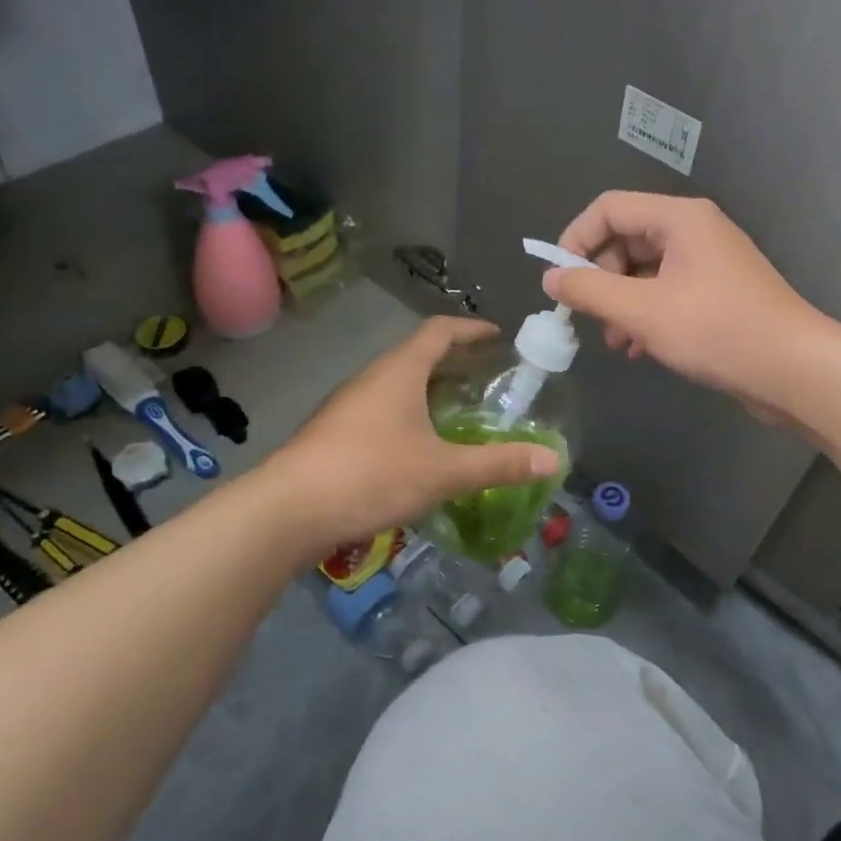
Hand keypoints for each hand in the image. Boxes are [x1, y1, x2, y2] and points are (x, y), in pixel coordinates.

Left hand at [267, 316, 560, 550]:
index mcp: (399, 371)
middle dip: (454, 362)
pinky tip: (419, 447)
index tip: (497, 335)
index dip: (470, 329)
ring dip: (429, 390)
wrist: (287, 510)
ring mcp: (347, 405)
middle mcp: (371, 378)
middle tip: (488, 378)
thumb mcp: (443, 471)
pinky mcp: (334, 433)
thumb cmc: (370, 474)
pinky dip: (409, 415)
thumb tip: (553, 459)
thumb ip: (498, 464)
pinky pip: (381, 409)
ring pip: (397, 385)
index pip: (439, 330)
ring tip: (459, 412)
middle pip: (418, 355)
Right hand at [543, 192, 821, 414]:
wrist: (794, 369)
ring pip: (645, 272)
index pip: (609, 209)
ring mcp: (709, 263)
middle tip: (588, 317)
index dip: (576, 239)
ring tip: (615, 342)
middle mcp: (695, 231)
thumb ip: (590, 291)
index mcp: (679, 218)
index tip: (559, 280)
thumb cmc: (717, 330)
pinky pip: (667, 293)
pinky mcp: (717, 294)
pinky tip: (639, 350)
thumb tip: (551, 279)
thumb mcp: (643, 311)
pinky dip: (646, 316)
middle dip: (600, 279)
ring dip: (620, 303)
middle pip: (626, 239)